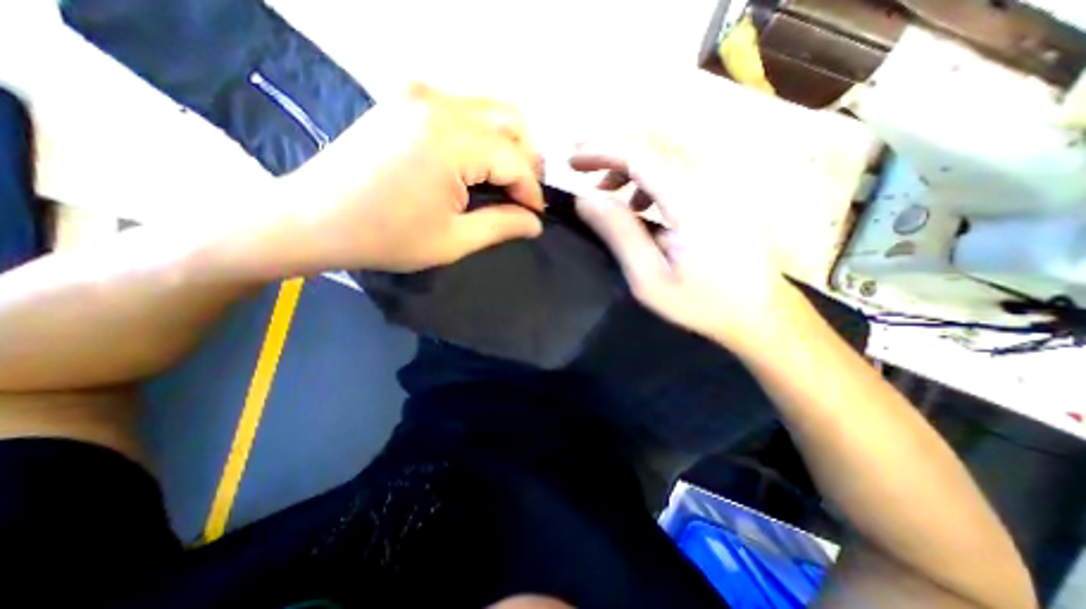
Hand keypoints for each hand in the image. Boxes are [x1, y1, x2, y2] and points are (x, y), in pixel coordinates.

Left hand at [285, 81, 547, 271]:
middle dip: (527, 161)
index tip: (535, 215)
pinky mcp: (406, 98)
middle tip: (523, 195)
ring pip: (490, 109)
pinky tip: (477, 162)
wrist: (313, 218)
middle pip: (511, 121)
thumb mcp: (453, 240)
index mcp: (451, 141)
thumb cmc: (386, 237)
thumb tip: (535, 222)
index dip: (532, 191)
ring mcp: (419, 94)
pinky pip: (464, 108)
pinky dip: (483, 134)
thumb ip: (502, 226)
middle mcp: (439, 104)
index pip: (515, 159)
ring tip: (505, 180)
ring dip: (508, 144)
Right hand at [570, 137, 799, 357]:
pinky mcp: (723, 187)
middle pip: (654, 139)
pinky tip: (639, 201)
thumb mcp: (649, 279)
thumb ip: (619, 234)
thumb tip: (584, 200)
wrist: (761, 311)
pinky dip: (650, 171)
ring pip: (667, 147)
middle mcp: (710, 177)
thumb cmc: (702, 302)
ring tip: (606, 190)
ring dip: (629, 160)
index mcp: (691, 201)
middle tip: (582, 168)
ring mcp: (721, 179)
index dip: (600, 149)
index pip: (640, 154)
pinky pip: (680, 162)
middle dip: (611, 148)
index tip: (570, 159)